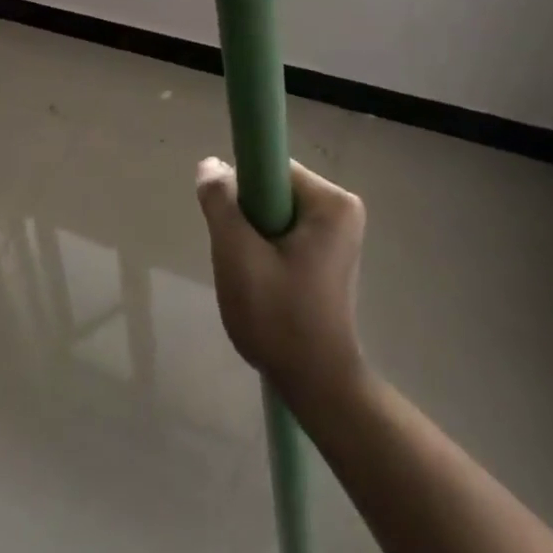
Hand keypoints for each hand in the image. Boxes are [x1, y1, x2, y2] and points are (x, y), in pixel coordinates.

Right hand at [195, 157, 368, 401]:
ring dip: (253, 238)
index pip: (270, 167)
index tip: (233, 226)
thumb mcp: (237, 255)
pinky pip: (284, 232)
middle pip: (272, 189)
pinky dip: (266, 251)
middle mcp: (341, 209)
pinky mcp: (328, 255)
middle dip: (247, 219)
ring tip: (251, 277)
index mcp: (332, 202)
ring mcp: (338, 234)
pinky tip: (263, 285)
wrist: (316, 388)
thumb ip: (220, 202)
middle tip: (240, 259)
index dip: (242, 190)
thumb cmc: (280, 318)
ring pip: (274, 213)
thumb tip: (210, 164)